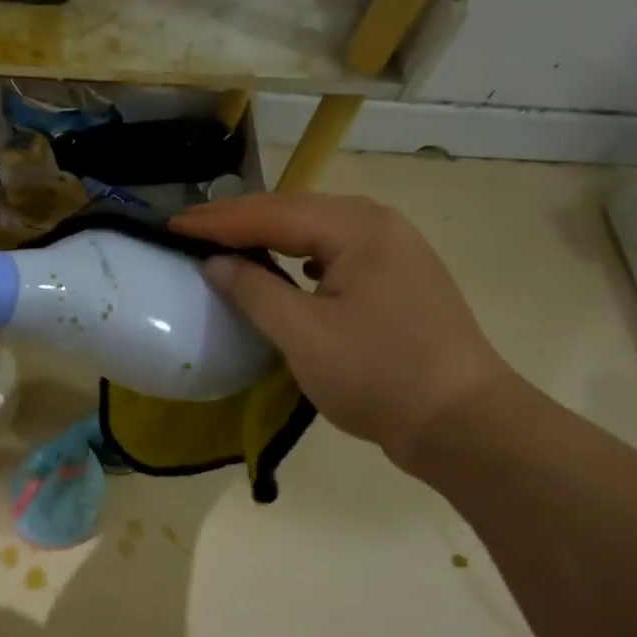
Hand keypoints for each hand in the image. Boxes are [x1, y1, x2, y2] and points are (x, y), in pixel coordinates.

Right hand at [173, 192, 514, 473]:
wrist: (464, 424)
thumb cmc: (380, 374)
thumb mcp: (304, 334)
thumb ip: (254, 291)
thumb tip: (216, 263)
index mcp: (357, 227)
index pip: (271, 214)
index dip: (217, 222)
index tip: (171, 226)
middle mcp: (378, 225)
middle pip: (294, 212)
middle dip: (239, 220)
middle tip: (190, 228)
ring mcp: (395, 251)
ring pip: (316, 231)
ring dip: (268, 235)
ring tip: (225, 241)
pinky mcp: (399, 280)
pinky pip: (335, 254)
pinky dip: (298, 256)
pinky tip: (285, 268)